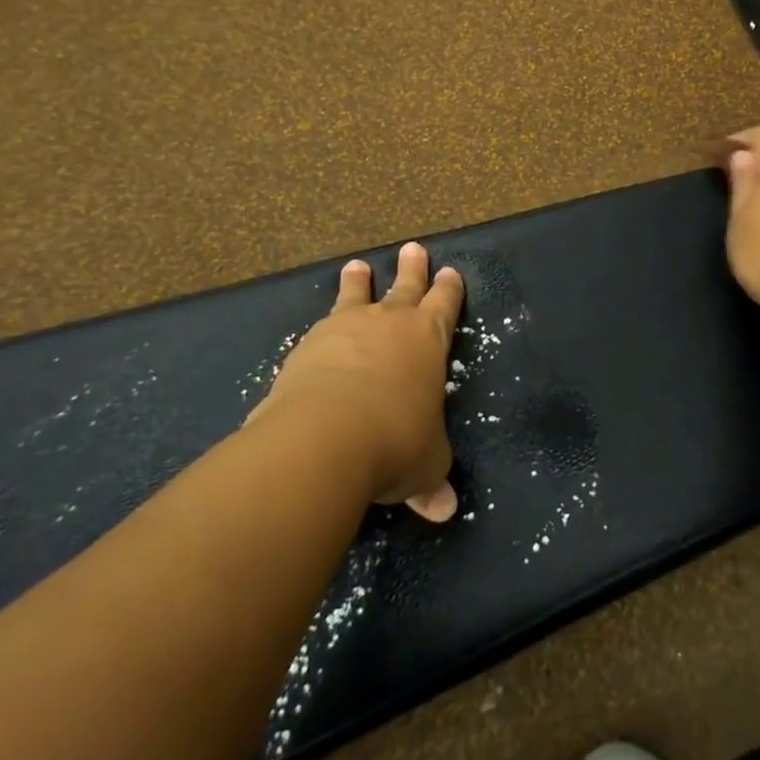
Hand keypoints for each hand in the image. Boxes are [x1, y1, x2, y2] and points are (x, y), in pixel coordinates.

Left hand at [256, 242, 462, 521]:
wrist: (325, 436)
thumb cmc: (395, 442)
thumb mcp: (425, 465)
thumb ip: (432, 479)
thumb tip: (443, 511)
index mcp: (428, 340)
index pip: (445, 305)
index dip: (449, 289)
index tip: (451, 272)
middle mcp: (389, 323)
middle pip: (405, 286)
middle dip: (412, 269)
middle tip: (413, 248)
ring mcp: (346, 328)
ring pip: (357, 295)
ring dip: (359, 281)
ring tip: (357, 266)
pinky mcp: (308, 344)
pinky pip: (322, 324)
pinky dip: (325, 323)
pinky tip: (318, 330)